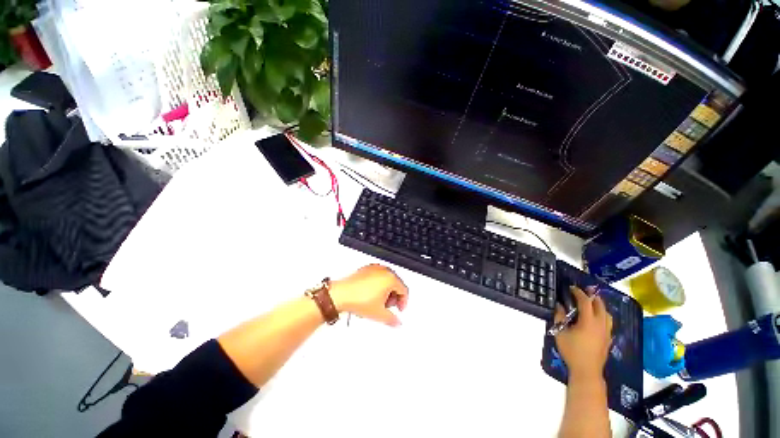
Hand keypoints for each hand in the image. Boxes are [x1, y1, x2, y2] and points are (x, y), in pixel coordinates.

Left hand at [330, 264, 408, 326]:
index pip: (404, 290)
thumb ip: (392, 319)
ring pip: (386, 279)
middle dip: (394, 296)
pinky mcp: (365, 269)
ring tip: (378, 302)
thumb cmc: (357, 299)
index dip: (403, 302)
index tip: (399, 309)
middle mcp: (383, 270)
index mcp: (390, 278)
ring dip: (386, 291)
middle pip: (396, 283)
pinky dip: (377, 285)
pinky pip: (377, 276)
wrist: (340, 294)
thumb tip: (397, 322)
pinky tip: (370, 295)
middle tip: (388, 307)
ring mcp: (374, 268)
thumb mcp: (379, 314)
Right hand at [554, 286, 612, 380]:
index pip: (585, 302)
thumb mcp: (560, 333)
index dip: (579, 293)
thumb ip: (559, 317)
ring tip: (592, 303)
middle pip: (600, 306)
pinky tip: (597, 319)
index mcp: (588, 322)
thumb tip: (559, 306)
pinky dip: (603, 316)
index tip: (572, 288)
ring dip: (600, 306)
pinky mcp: (608, 339)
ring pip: (607, 314)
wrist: (587, 371)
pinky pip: (609, 323)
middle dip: (592, 296)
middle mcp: (600, 324)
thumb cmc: (572, 351)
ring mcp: (606, 332)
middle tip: (583, 291)